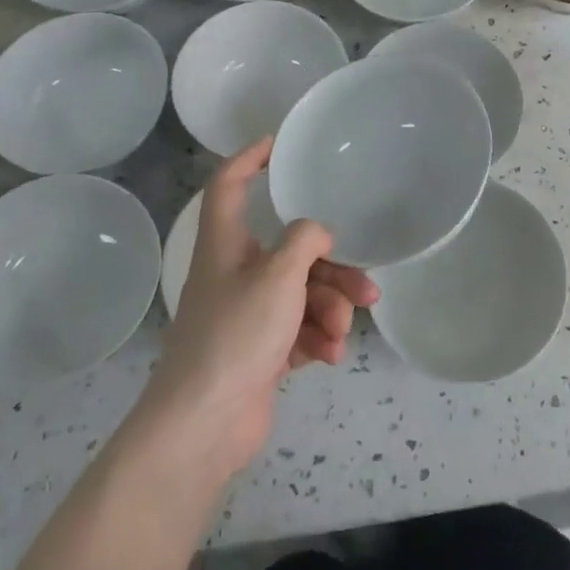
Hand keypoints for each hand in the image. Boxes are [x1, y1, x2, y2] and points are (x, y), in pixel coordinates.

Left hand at [141, 137, 377, 481]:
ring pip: (302, 292)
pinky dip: (317, 337)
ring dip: (329, 309)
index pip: (229, 185)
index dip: (248, 158)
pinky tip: (330, 355)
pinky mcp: (260, 349)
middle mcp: (235, 272)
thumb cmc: (236, 335)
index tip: (277, 144)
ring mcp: (248, 313)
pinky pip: (298, 328)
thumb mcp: (278, 276)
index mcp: (225, 244)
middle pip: (289, 251)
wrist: (204, 425)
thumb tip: (317, 233)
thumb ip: (304, 241)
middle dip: (330, 269)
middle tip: (365, 286)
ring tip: (342, 331)